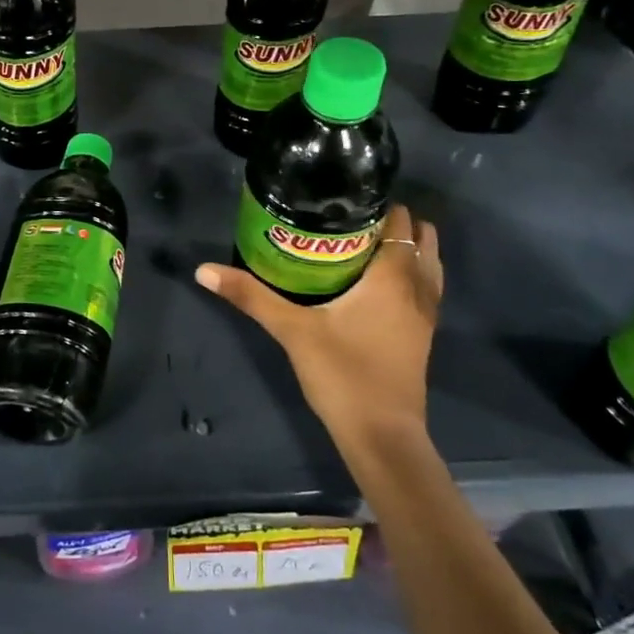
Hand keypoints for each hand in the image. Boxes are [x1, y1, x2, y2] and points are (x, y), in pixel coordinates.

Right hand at [196, 203, 442, 446]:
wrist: (382, 436)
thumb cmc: (342, 374)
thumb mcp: (291, 330)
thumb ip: (251, 296)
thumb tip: (204, 269)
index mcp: (392, 276)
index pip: (400, 222)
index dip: (380, 205)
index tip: (348, 198)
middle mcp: (417, 288)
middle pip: (422, 238)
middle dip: (394, 223)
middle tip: (351, 220)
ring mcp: (425, 315)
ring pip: (429, 265)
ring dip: (407, 249)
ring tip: (364, 246)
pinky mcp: (422, 336)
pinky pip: (425, 289)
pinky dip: (410, 275)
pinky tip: (376, 285)